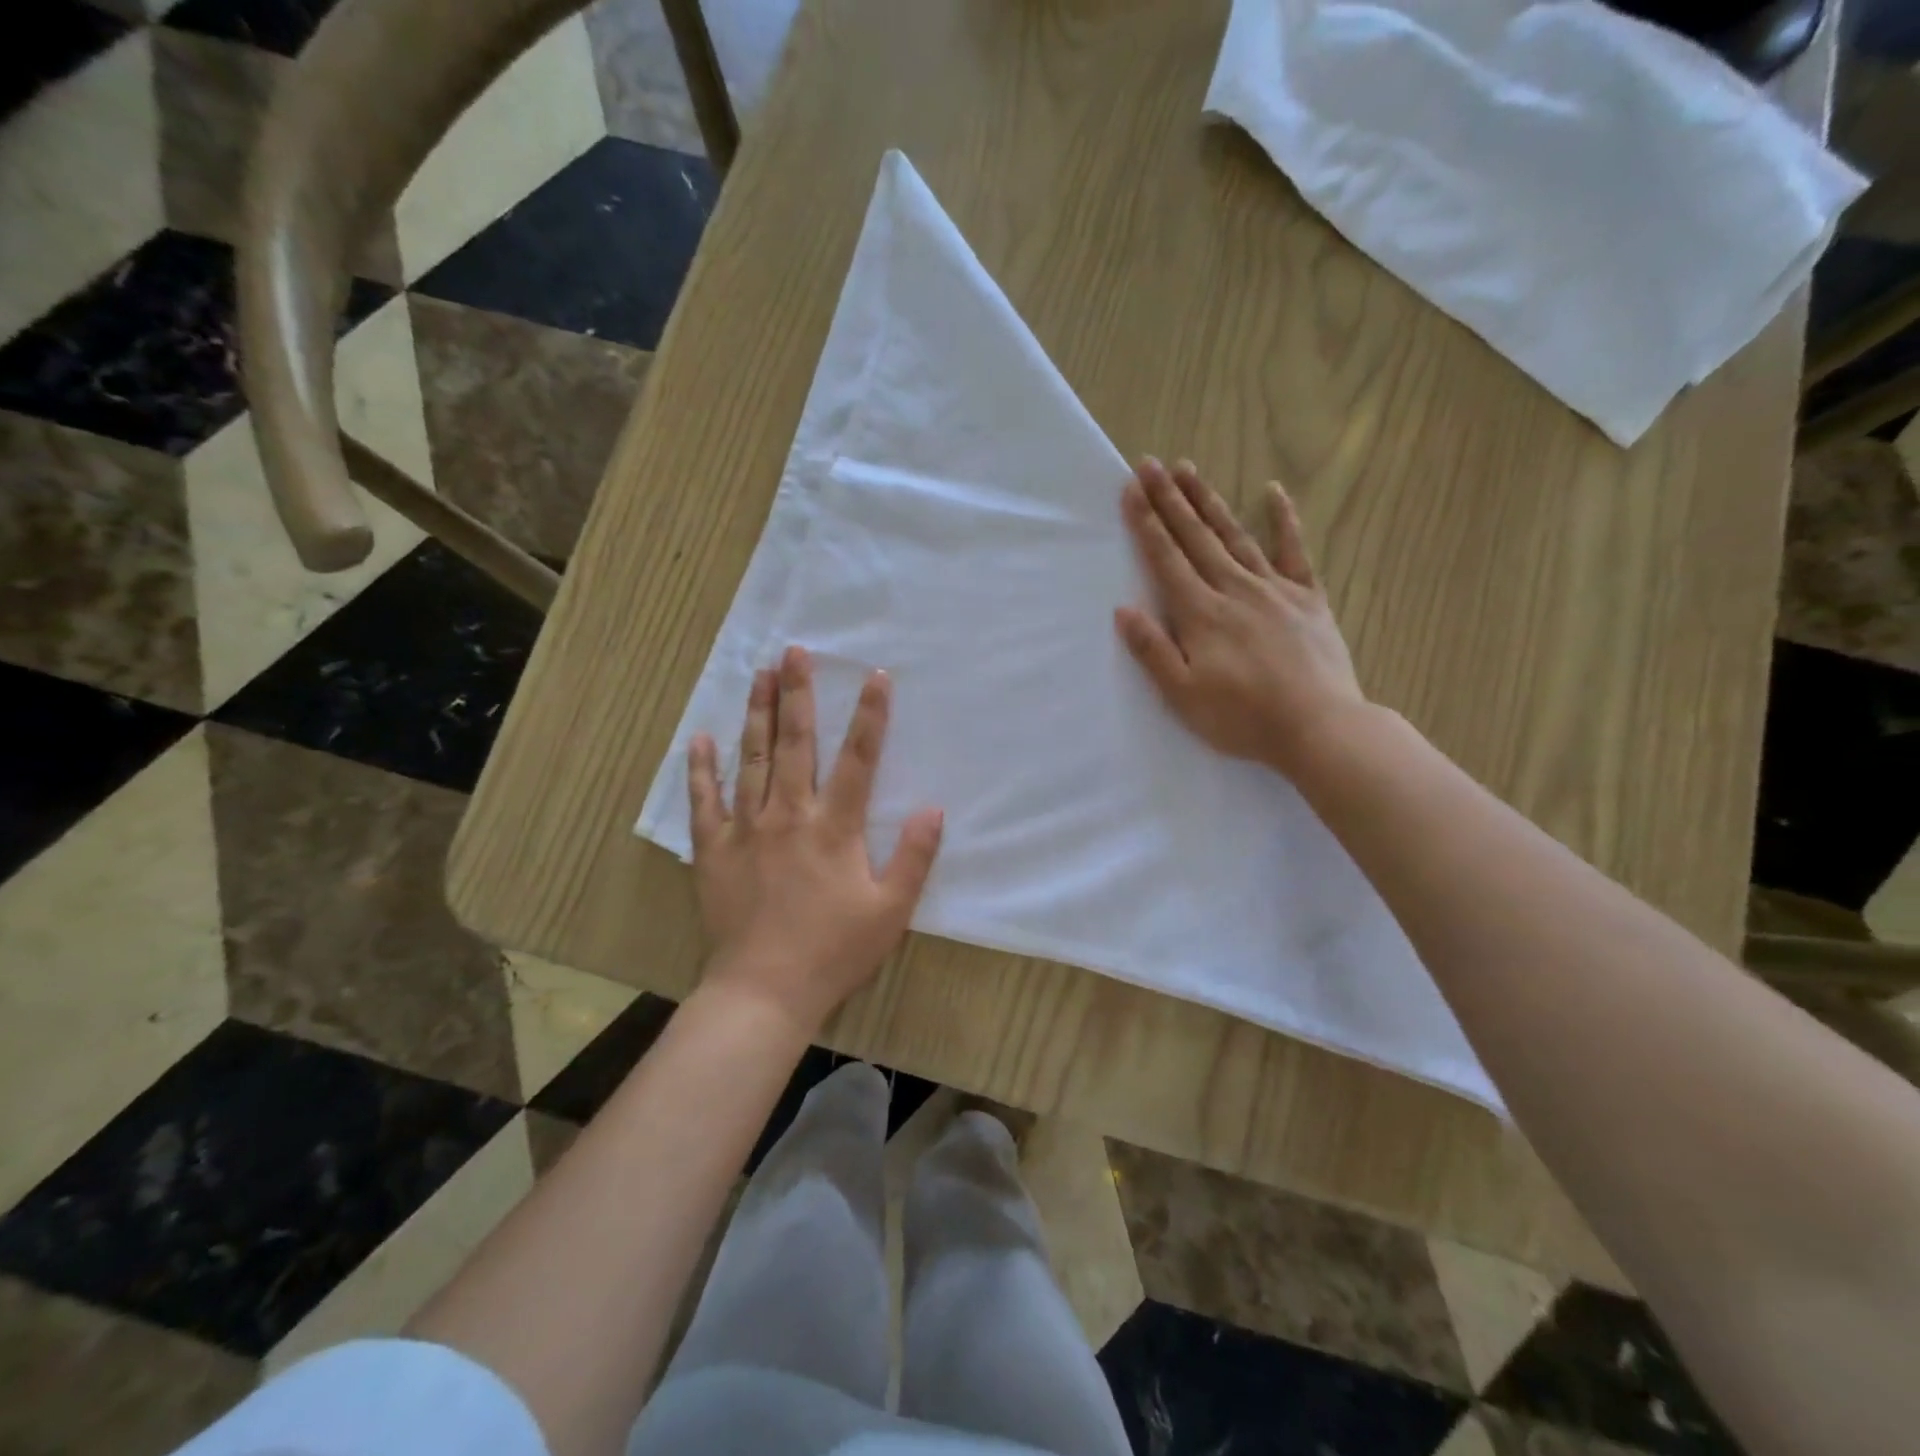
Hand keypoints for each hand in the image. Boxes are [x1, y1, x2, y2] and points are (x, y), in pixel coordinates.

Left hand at [687, 645, 943, 1034]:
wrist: (764, 991)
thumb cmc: (834, 951)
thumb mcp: (891, 911)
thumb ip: (914, 857)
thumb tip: (933, 808)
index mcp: (835, 828)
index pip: (859, 759)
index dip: (871, 716)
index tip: (876, 676)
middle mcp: (789, 815)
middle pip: (796, 743)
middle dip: (797, 694)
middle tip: (793, 651)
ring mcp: (747, 829)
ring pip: (752, 759)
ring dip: (757, 714)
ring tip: (758, 675)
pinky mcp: (714, 849)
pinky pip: (705, 801)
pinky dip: (702, 769)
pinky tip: (699, 738)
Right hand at [1115, 458, 1367, 779]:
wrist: (1319, 727)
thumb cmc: (1242, 718)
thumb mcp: (1183, 695)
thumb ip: (1153, 650)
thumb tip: (1123, 610)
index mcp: (1202, 614)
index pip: (1167, 559)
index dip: (1147, 523)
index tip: (1132, 489)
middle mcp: (1234, 589)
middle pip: (1196, 537)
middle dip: (1170, 499)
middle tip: (1152, 464)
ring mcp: (1274, 589)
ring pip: (1235, 536)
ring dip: (1209, 502)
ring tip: (1190, 469)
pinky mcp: (1307, 598)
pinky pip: (1294, 550)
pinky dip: (1283, 520)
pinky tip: (1273, 492)